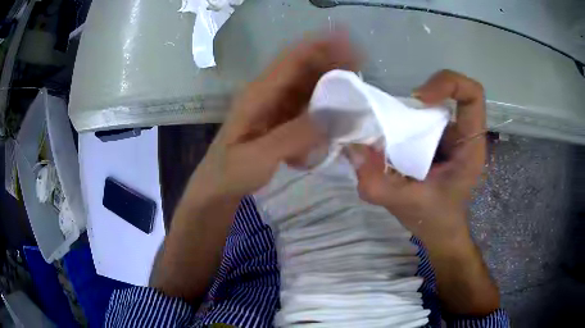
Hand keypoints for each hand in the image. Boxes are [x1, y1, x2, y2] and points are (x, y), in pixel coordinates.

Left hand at [191, 32, 359, 199]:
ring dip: (331, 81)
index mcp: (258, 94)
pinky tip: (339, 109)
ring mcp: (275, 107)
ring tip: (356, 85)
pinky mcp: (280, 121)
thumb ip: (294, 136)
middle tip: (361, 65)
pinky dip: (324, 103)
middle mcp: (268, 93)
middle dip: (332, 61)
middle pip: (303, 68)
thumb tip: (337, 117)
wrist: (217, 188)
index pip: (292, 59)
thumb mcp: (259, 157)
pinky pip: (306, 105)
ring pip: (307, 85)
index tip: (349, 44)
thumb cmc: (231, 172)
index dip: (320, 47)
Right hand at [349, 70, 485, 247]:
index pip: (472, 95)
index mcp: (470, 146)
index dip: (448, 84)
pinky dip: (399, 124)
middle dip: (415, 104)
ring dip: (404, 115)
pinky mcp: (435, 141)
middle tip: (390, 122)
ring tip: (384, 135)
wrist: (440, 232)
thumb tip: (353, 148)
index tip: (419, 99)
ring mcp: (449, 136)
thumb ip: (379, 183)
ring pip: (429, 107)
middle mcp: (462, 135)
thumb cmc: (435, 220)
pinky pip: (419, 120)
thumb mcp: (408, 205)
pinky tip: (386, 143)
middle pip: (446, 95)